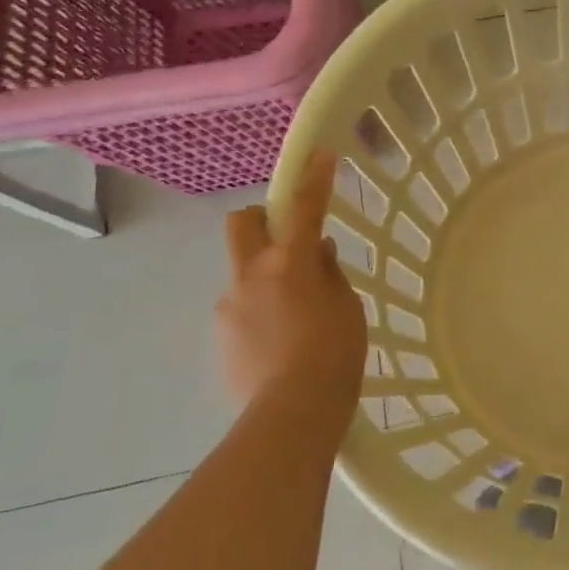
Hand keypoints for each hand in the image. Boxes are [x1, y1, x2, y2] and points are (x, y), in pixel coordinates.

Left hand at [217, 150, 366, 442]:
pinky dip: (260, 313)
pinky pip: (241, 309)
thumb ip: (329, 274)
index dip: (313, 178)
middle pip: (242, 224)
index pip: (303, 208)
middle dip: (261, 218)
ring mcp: (230, 307)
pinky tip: (281, 344)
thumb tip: (317, 253)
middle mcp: (251, 276)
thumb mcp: (347, 309)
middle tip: (287, 237)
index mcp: (289, 264)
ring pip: (244, 273)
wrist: (291, 415)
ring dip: (266, 278)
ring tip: (295, 317)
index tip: (320, 155)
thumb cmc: (334, 355)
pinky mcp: (221, 337)